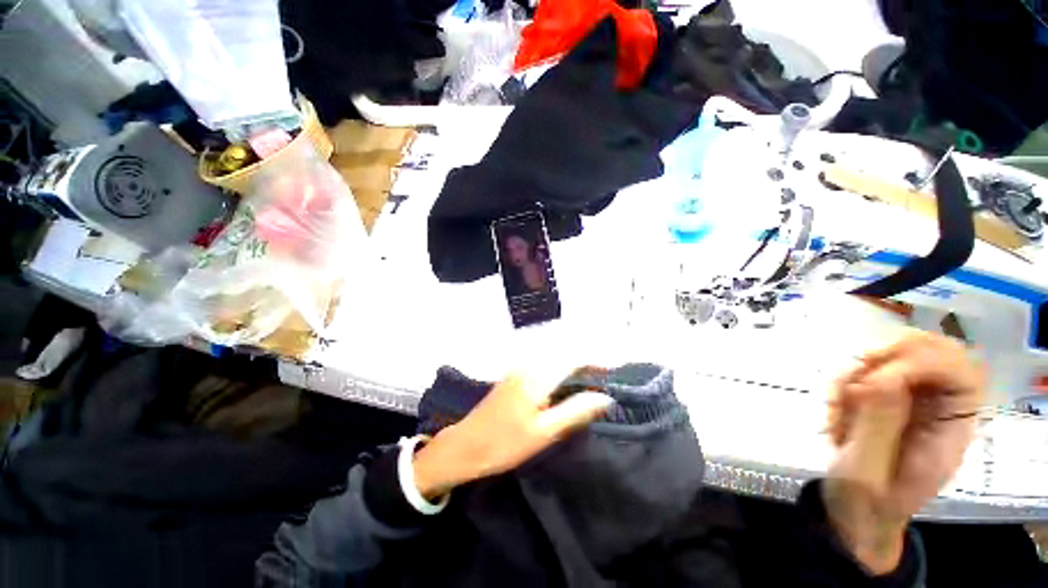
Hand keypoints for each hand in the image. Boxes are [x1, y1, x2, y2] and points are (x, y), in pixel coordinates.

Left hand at [412, 373, 614, 499]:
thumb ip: (575, 411)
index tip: (614, 369)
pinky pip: (545, 361)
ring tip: (592, 374)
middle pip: (564, 351)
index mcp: (538, 375)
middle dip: (587, 358)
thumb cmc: (505, 443)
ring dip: (574, 360)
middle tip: (606, 372)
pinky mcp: (516, 374)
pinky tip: (567, 377)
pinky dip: (561, 365)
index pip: (573, 357)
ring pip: (554, 355)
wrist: (466, 445)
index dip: (595, 360)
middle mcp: (530, 364)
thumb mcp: (544, 432)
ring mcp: (520, 367)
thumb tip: (605, 397)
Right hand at [825, 330, 985, 573]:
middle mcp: (937, 406)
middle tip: (853, 379)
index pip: (962, 373)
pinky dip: (842, 379)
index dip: (924, 362)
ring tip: (837, 405)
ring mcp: (910, 398)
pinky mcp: (883, 395)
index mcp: (950, 431)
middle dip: (889, 356)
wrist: (853, 511)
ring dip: (857, 371)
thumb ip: (877, 427)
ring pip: (895, 353)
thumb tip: (882, 379)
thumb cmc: (865, 502)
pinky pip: (866, 367)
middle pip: (934, 350)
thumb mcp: (866, 473)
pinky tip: (833, 406)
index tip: (874, 380)